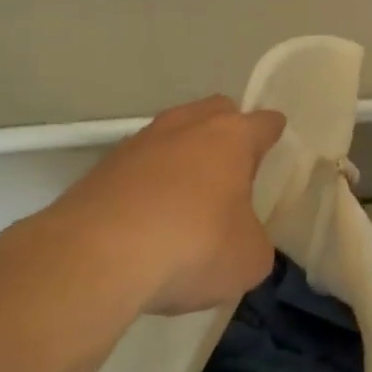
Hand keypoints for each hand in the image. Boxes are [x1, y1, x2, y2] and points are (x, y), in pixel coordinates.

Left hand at [37, 95, 286, 314]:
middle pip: (215, 112)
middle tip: (232, 169)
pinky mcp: (99, 170)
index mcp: (231, 137)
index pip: (263, 122)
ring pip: (171, 136)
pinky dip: (147, 185)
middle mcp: (185, 127)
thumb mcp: (250, 258)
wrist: (95, 258)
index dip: (273, 134)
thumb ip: (254, 240)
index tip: (275, 143)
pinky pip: (137, 168)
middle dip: (226, 132)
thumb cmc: (194, 247)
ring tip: (187, 200)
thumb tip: (241, 240)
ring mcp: (137, 144)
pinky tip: (147, 221)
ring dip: (182, 158)